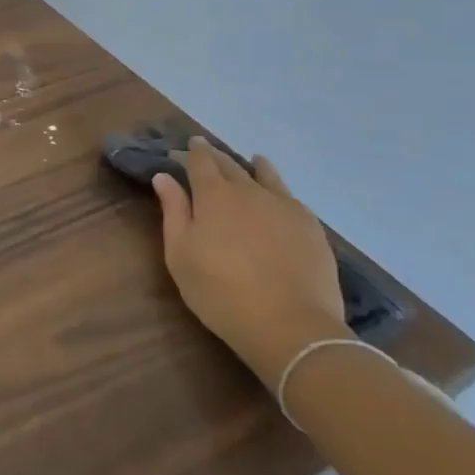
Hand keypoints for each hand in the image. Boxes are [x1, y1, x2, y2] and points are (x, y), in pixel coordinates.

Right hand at [152, 141, 350, 386]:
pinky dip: (277, 189)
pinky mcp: (311, 226)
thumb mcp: (181, 255)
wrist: (290, 326)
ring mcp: (284, 206)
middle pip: (230, 164)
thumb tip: (164, 177)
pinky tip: (278, 197)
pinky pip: (289, 197)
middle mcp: (250, 191)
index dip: (190, 152)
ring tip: (251, 162)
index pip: (200, 161)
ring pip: (266, 175)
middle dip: (215, 156)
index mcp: (214, 195)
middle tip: (206, 152)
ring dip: (253, 166)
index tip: (184, 148)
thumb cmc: (221, 292)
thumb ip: (173, 211)